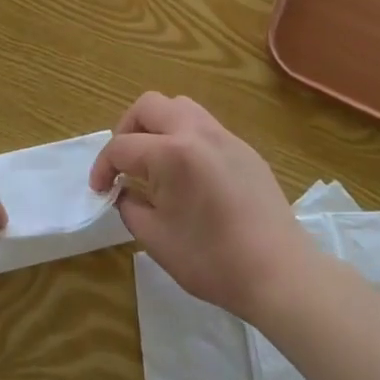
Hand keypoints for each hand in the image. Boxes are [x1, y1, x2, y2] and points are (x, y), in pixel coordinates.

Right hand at [90, 93, 313, 323]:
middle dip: (126, 129)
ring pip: (179, 106)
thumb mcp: (156, 240)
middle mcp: (196, 132)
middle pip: (148, 106)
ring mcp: (224, 136)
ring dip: (157, 125)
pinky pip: (204, 125)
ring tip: (153, 159)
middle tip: (123, 162)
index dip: (103, 167)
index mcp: (171, 153)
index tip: (100, 190)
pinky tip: (187, 171)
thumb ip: (130, 207)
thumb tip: (124, 192)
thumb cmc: (213, 261)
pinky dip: (184, 136)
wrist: (280, 273)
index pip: (122, 147)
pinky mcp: (244, 148)